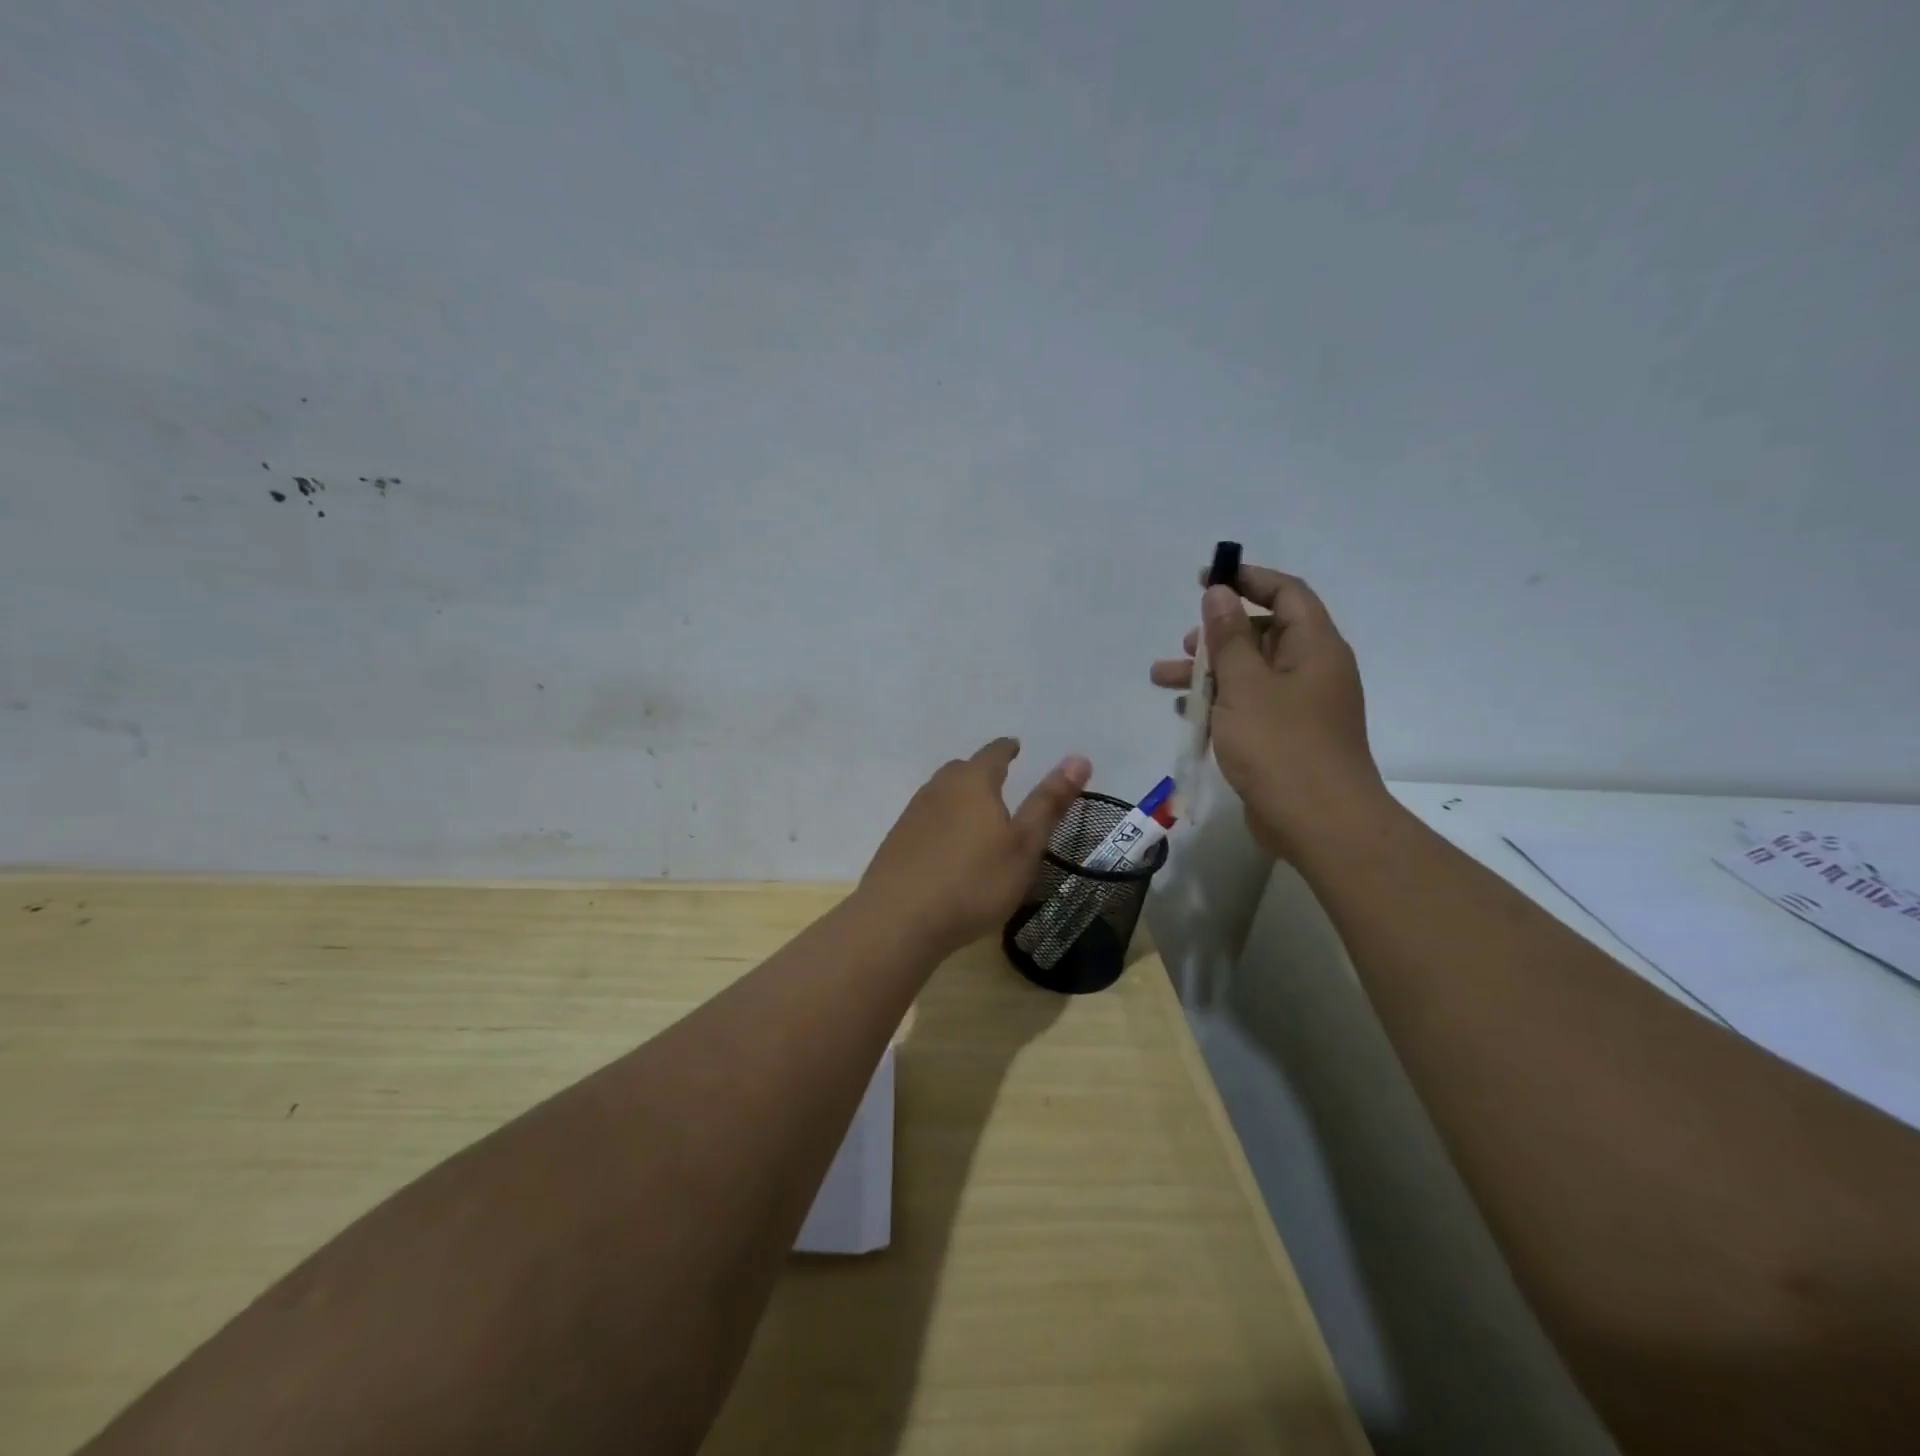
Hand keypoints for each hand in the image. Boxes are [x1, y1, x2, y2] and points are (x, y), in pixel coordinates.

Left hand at [859, 738, 1091, 956]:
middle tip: (999, 780)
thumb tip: (1078, 758)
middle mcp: (939, 789)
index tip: (1014, 747)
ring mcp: (912, 814)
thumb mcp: (1024, 846)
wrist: (899, 920)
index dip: (1007, 749)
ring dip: (959, 796)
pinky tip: (946, 844)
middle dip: (981, 771)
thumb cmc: (973, 882)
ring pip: (940, 793)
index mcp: (973, 783)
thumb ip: (1049, 804)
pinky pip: (925, 819)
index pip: (993, 754)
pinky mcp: (896, 841)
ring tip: (975, 813)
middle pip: (962, 770)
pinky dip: (941, 821)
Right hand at [1151, 564, 1388, 858]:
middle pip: (1264, 634)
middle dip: (1218, 634)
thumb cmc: (1281, 746)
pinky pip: (1250, 705)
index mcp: (1315, 648)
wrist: (1319, 823)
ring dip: (1208, 672)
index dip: (1248, 579)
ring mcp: (1301, 707)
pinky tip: (1186, 713)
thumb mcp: (1246, 685)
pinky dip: (1219, 702)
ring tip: (1162, 678)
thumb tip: (1219, 594)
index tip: (1207, 578)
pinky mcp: (1287, 738)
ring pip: (1250, 673)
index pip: (1286, 593)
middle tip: (1185, 644)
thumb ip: (1229, 637)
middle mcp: (1313, 671)